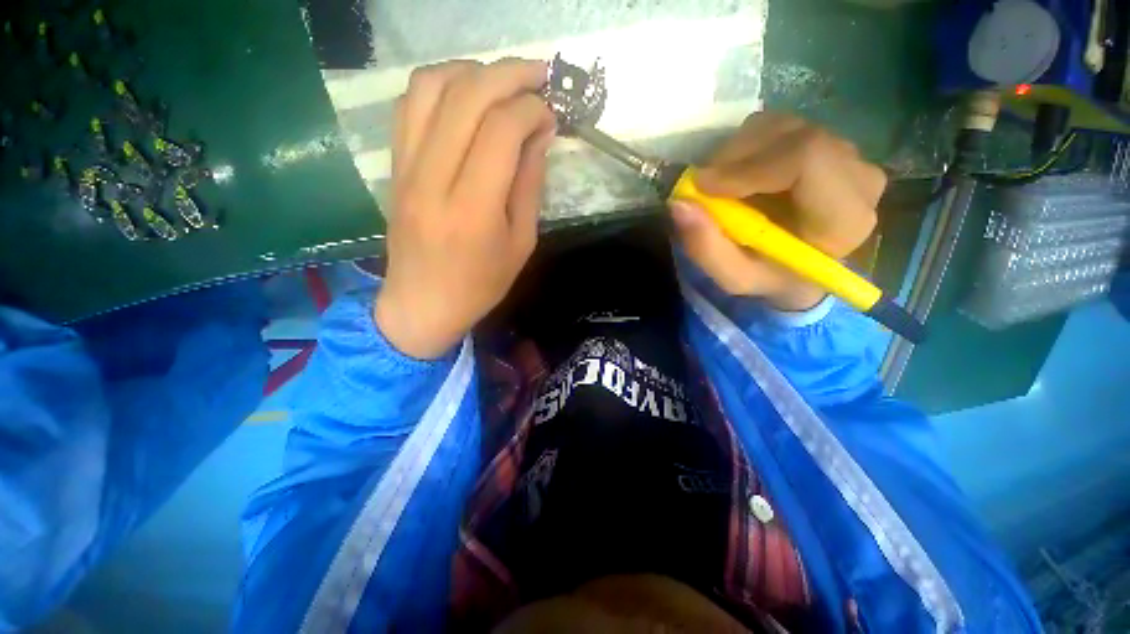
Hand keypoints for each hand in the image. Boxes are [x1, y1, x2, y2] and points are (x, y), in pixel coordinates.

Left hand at [374, 59, 555, 358]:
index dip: (532, 109)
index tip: (551, 113)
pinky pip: (409, 105)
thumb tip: (539, 133)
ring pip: (430, 87)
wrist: (423, 304)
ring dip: (471, 71)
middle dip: (509, 74)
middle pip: (467, 96)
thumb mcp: (521, 243)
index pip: (502, 130)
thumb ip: (530, 185)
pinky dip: (441, 86)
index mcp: (473, 209)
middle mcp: (434, 179)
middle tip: (538, 76)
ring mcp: (406, 168)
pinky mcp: (394, 166)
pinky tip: (465, 97)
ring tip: (501, 82)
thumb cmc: (481, 284)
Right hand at [669, 112, 885, 310]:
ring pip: (784, 126)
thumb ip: (706, 248)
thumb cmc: (769, 276)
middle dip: (735, 157)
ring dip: (737, 151)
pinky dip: (746, 145)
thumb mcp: (733, 277)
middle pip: (794, 137)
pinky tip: (737, 174)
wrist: (800, 268)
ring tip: (719, 184)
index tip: (703, 186)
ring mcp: (847, 153)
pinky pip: (781, 126)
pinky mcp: (828, 141)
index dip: (748, 166)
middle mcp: (859, 176)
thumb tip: (679, 204)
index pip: (807, 159)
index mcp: (844, 219)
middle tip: (701, 185)